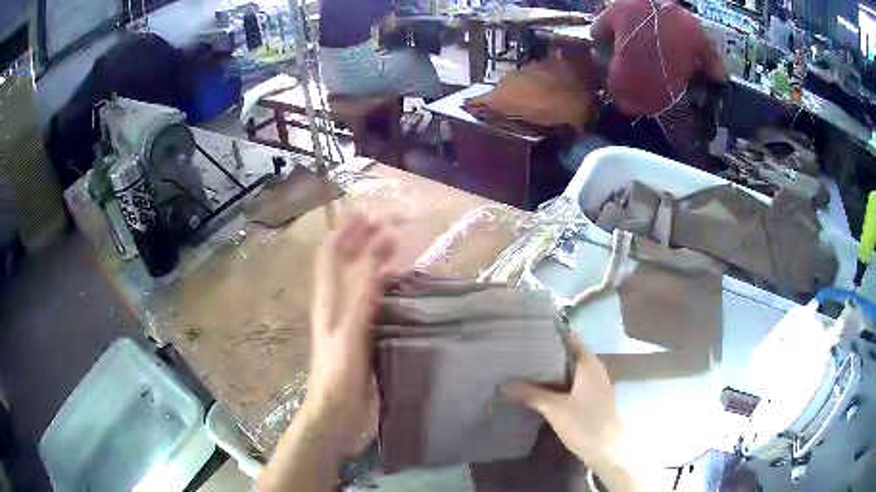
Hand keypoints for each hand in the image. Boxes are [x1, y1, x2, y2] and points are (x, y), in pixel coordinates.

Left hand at [305, 214, 398, 458]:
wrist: (336, 417)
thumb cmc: (339, 377)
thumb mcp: (350, 334)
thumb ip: (362, 296)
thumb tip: (376, 253)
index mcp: (328, 302)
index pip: (331, 256)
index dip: (345, 233)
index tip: (368, 215)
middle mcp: (336, 307)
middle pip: (345, 265)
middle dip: (362, 242)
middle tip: (389, 227)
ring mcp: (349, 323)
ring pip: (359, 283)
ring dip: (374, 263)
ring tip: (397, 250)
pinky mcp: (362, 338)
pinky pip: (373, 305)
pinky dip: (385, 290)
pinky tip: (401, 292)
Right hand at [502, 332, 622, 465]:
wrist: (606, 450)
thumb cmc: (585, 424)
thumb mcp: (555, 409)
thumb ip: (531, 395)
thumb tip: (503, 384)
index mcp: (589, 364)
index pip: (570, 338)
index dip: (552, 333)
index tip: (530, 331)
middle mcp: (594, 368)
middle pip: (569, 353)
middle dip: (547, 352)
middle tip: (521, 351)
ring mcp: (594, 383)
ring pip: (570, 369)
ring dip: (552, 368)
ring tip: (526, 368)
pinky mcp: (591, 397)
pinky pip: (572, 382)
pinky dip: (558, 381)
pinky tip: (541, 388)